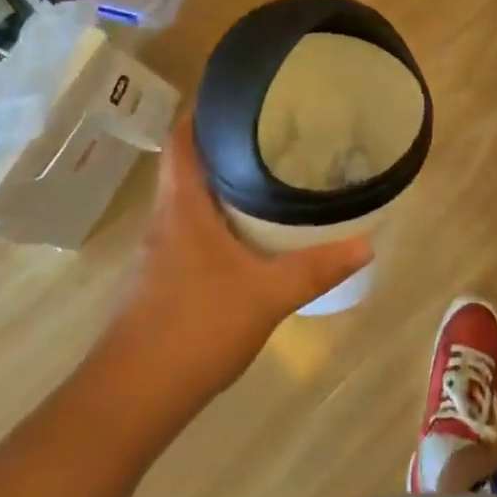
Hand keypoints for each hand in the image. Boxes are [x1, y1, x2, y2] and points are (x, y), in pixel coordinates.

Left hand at [107, 117, 371, 408]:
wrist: (129, 400)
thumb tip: (367, 244)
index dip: (202, 112)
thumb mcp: (266, 296)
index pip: (182, 140)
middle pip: (187, 167)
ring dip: (220, 187)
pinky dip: (215, 223)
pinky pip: (189, 234)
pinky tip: (244, 239)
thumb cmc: (195, 328)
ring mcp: (157, 254)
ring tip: (266, 178)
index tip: (237, 96)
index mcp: (182, 207)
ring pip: (189, 203)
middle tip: (271, 134)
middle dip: (223, 147)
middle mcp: (164, 221)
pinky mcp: (158, 283)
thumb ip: (315, 268)